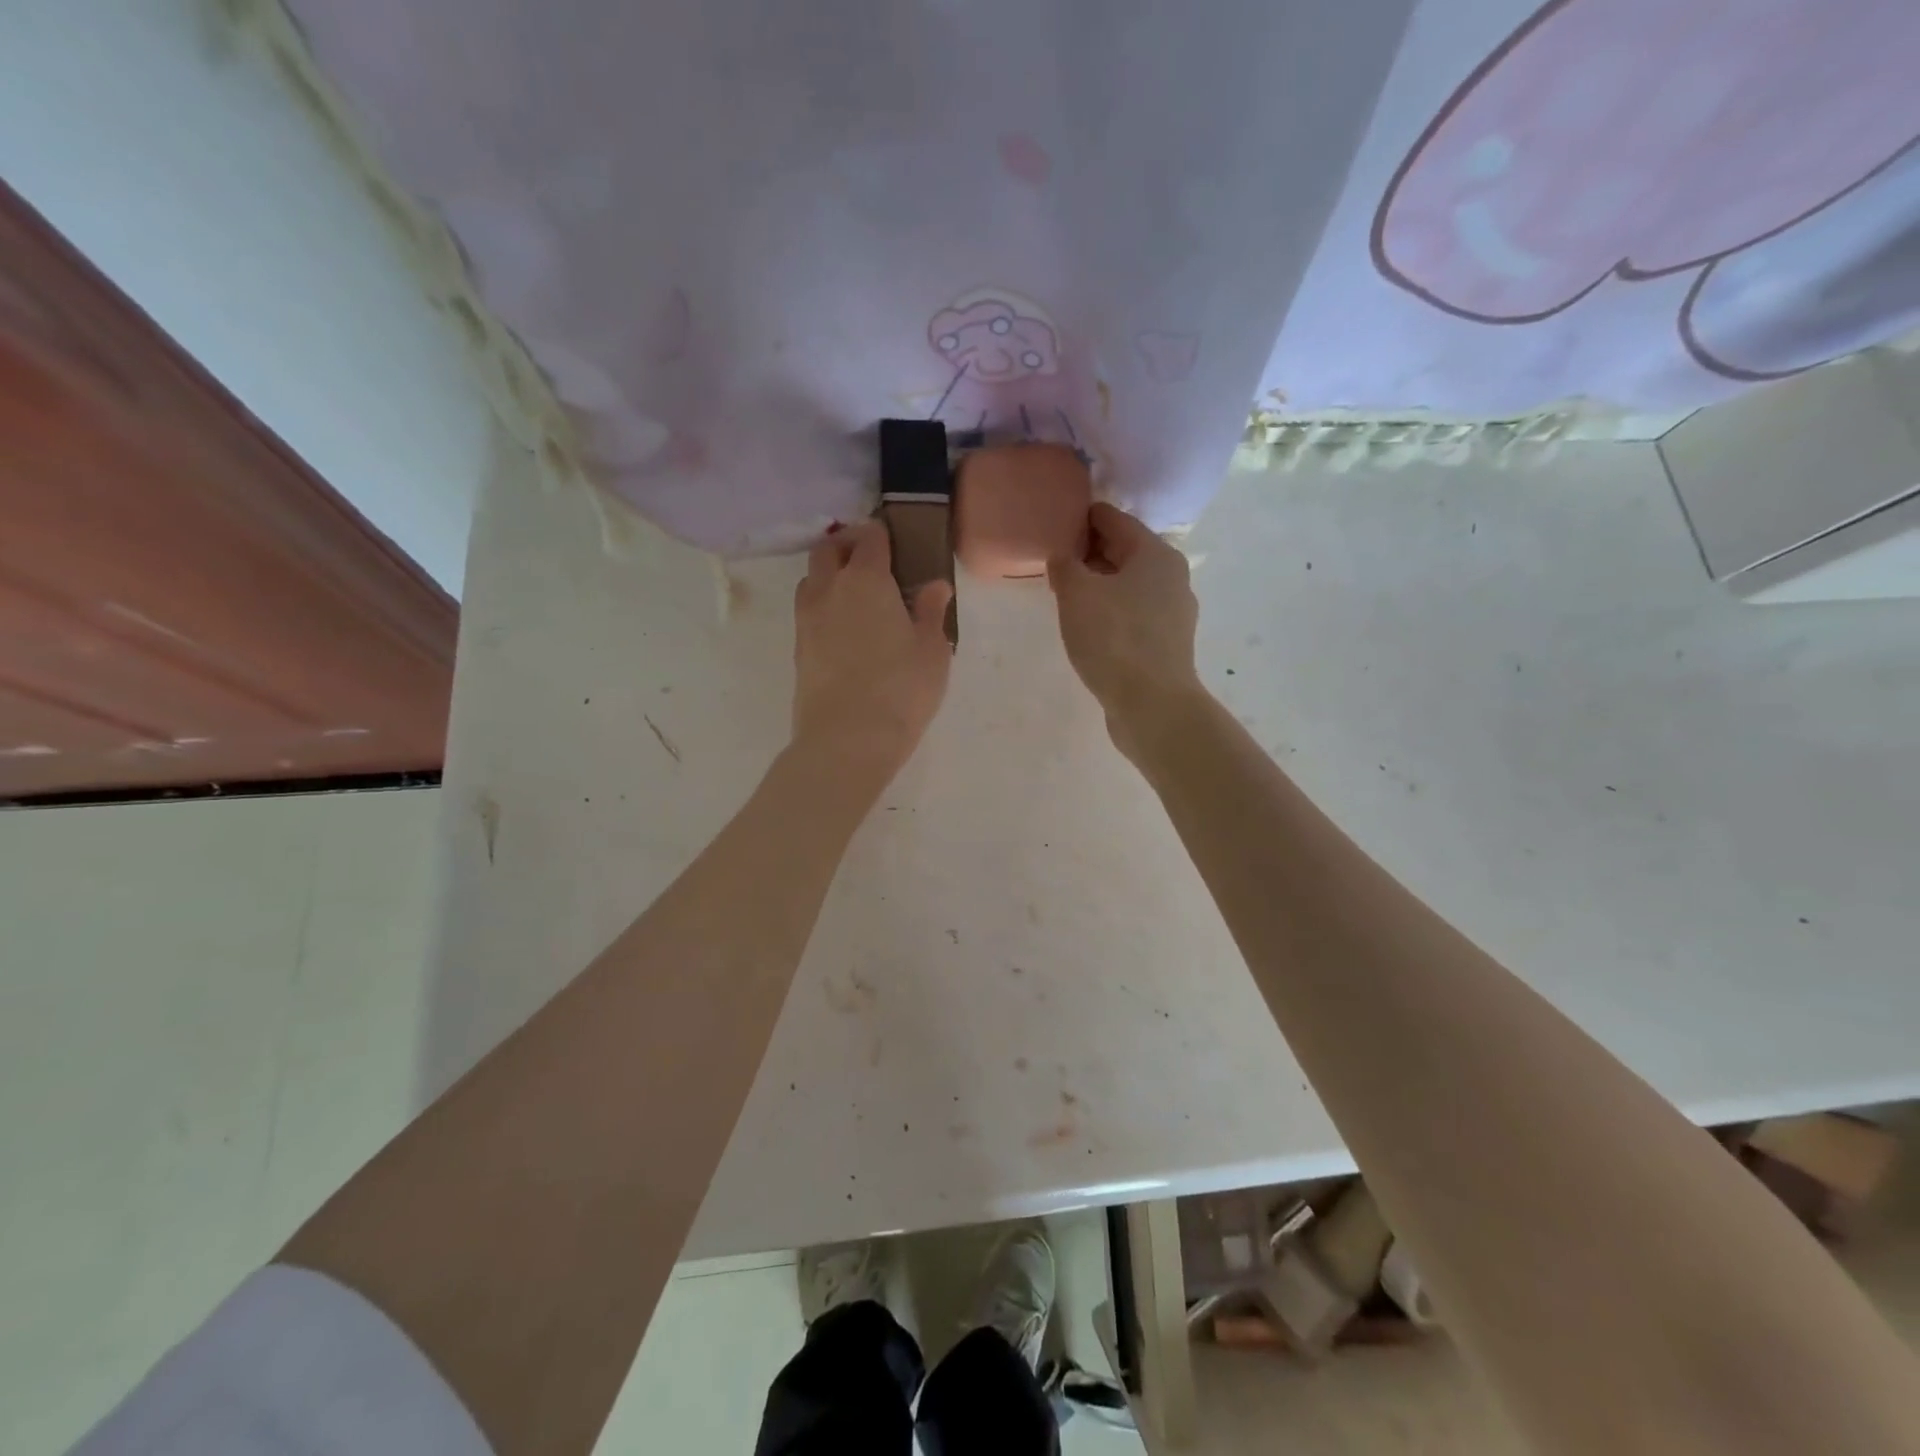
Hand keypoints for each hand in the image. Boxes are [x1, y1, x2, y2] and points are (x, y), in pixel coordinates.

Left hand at [791, 520, 953, 783]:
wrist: (847, 739)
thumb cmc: (901, 689)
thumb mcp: (931, 650)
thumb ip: (930, 612)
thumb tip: (935, 585)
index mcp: (865, 580)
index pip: (869, 538)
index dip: (882, 535)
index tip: (896, 544)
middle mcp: (829, 590)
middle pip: (828, 549)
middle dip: (847, 546)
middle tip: (872, 562)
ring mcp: (807, 620)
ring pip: (811, 579)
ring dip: (829, 575)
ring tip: (855, 597)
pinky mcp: (798, 649)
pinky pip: (807, 612)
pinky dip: (823, 607)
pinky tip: (844, 630)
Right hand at [1048, 503, 1204, 760]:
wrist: (1152, 705)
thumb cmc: (1114, 639)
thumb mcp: (1077, 594)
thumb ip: (1064, 566)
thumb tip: (1062, 557)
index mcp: (1155, 553)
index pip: (1113, 519)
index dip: (1081, 518)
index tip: (1053, 525)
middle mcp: (1171, 576)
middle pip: (1124, 551)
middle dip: (1089, 553)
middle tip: (1054, 562)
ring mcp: (1173, 612)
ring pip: (1129, 585)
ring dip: (1099, 585)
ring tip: (1066, 595)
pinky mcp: (1167, 643)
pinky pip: (1133, 614)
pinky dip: (1111, 611)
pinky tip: (1089, 626)